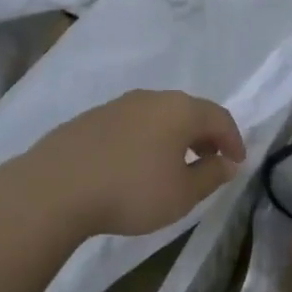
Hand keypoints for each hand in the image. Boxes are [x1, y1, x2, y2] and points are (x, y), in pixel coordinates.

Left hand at [19, 90, 246, 237]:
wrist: (55, 188)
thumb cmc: (131, 191)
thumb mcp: (182, 194)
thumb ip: (211, 175)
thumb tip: (227, 162)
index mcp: (179, 110)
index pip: (219, 117)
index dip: (233, 139)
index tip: (237, 163)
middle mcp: (150, 98)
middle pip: (187, 111)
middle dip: (204, 136)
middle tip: (210, 161)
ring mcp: (116, 105)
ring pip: (156, 116)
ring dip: (172, 137)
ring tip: (172, 165)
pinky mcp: (89, 119)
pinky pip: (130, 125)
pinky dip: (144, 140)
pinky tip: (135, 165)